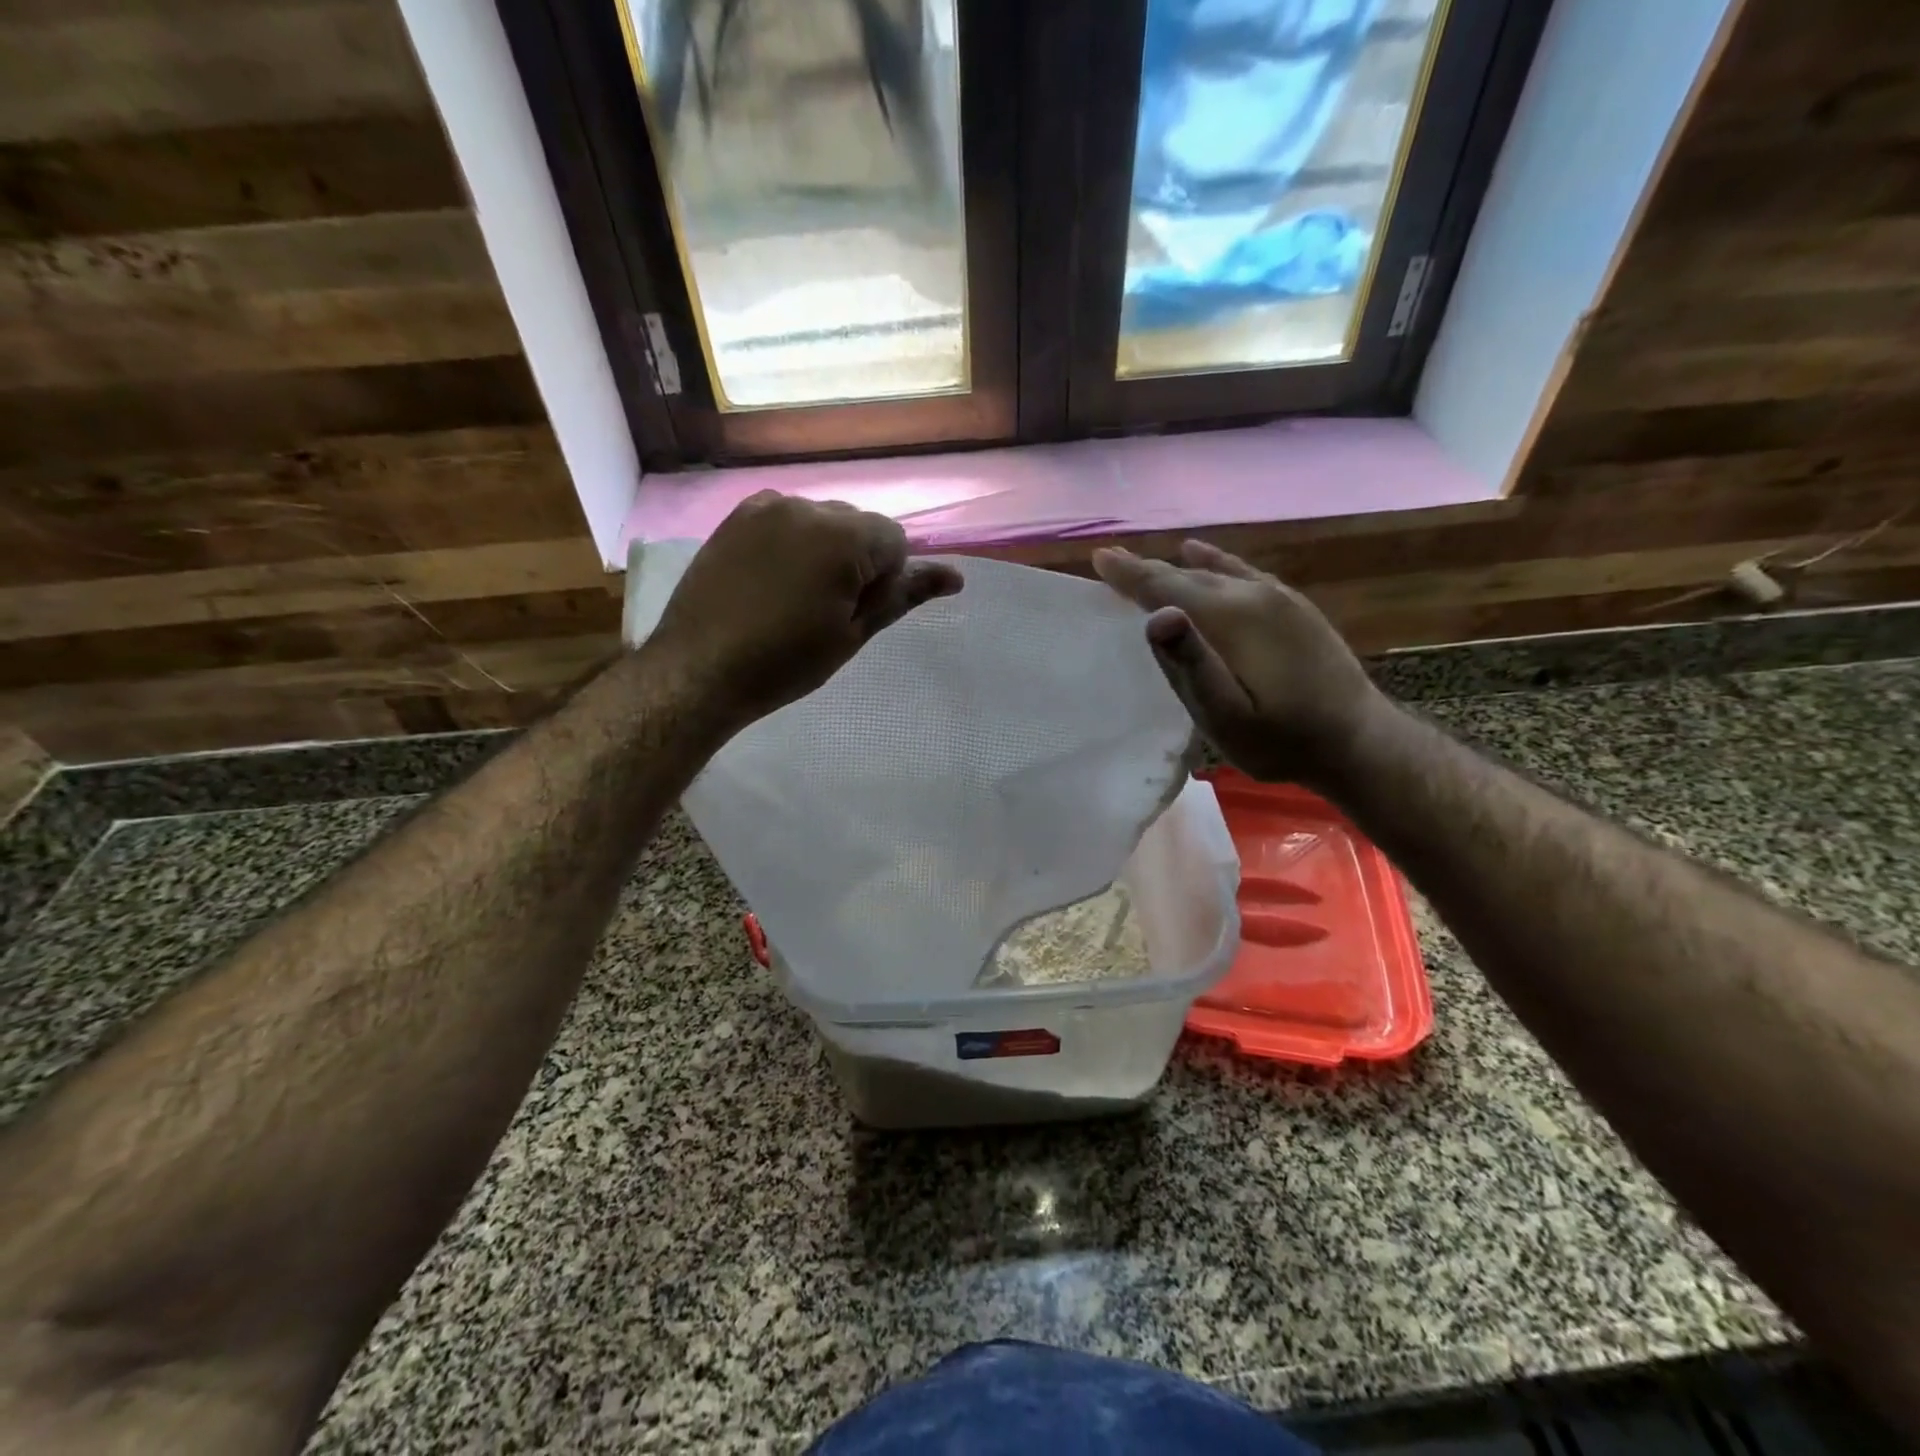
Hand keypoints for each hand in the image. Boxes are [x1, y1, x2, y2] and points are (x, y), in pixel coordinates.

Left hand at [654, 491, 962, 727]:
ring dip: (823, 550)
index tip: (855, 615)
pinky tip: (770, 578)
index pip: (895, 540)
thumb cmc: (785, 662)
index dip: (885, 580)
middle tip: (827, 612)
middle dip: (856, 560)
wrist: (699, 670)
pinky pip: (784, 518)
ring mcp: (765, 507)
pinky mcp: (736, 517)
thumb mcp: (852, 634)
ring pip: (821, 521)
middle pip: (858, 525)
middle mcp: (807, 506)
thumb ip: (902, 596)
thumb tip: (955, 576)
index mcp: (844, 536)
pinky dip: (791, 541)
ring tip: (794, 598)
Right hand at [1092, 540, 1388, 786]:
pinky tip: (1202, 555)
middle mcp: (1253, 595)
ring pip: (1214, 572)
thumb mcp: (1227, 717)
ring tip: (1149, 562)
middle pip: (1187, 575)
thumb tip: (1157, 616)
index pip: (1167, 586)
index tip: (1099, 557)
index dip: (1130, 574)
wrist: (1358, 741)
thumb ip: (1192, 666)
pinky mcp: (1293, 607)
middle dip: (1147, 569)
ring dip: (1177, 567)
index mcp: (1231, 618)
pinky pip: (1242, 573)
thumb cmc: (1281, 739)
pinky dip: (1214, 563)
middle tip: (1111, 560)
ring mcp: (1278, 598)